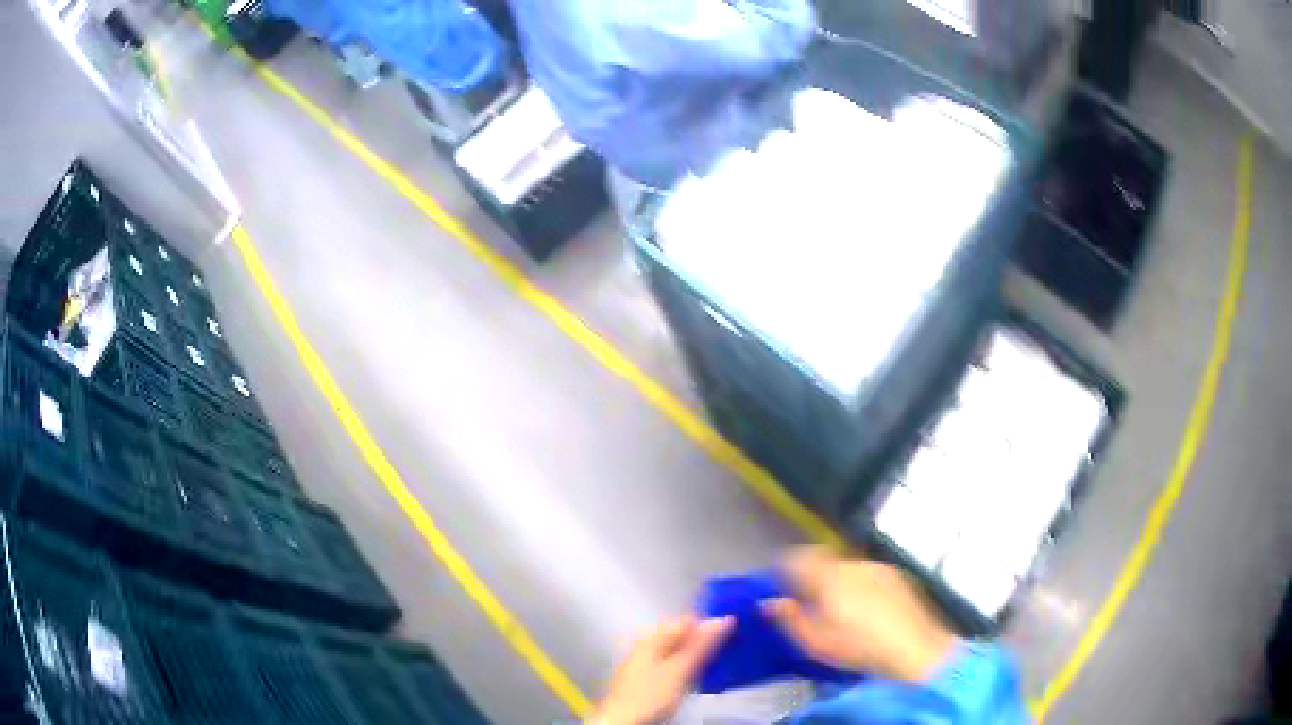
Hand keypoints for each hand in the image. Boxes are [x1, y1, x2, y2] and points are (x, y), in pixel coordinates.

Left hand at [592, 615, 732, 724]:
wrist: (624, 721)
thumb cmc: (651, 695)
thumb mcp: (681, 669)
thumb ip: (702, 644)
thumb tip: (723, 619)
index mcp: (652, 637)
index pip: (687, 620)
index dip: (710, 624)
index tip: (733, 632)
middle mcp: (646, 644)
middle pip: (682, 634)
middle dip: (705, 640)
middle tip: (728, 649)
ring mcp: (644, 660)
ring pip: (678, 650)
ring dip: (697, 654)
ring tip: (717, 663)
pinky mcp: (646, 676)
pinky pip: (672, 663)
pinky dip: (687, 666)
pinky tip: (696, 676)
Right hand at [765, 546, 958, 682]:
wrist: (913, 648)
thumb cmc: (857, 647)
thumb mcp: (814, 641)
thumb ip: (789, 618)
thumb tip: (770, 602)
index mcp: (828, 576)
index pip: (798, 557)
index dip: (785, 567)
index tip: (780, 583)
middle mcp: (852, 563)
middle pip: (823, 558)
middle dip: (811, 573)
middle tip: (806, 598)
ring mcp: (878, 568)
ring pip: (847, 566)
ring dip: (836, 579)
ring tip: (837, 606)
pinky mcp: (897, 577)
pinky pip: (868, 574)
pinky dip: (859, 584)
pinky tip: (864, 608)